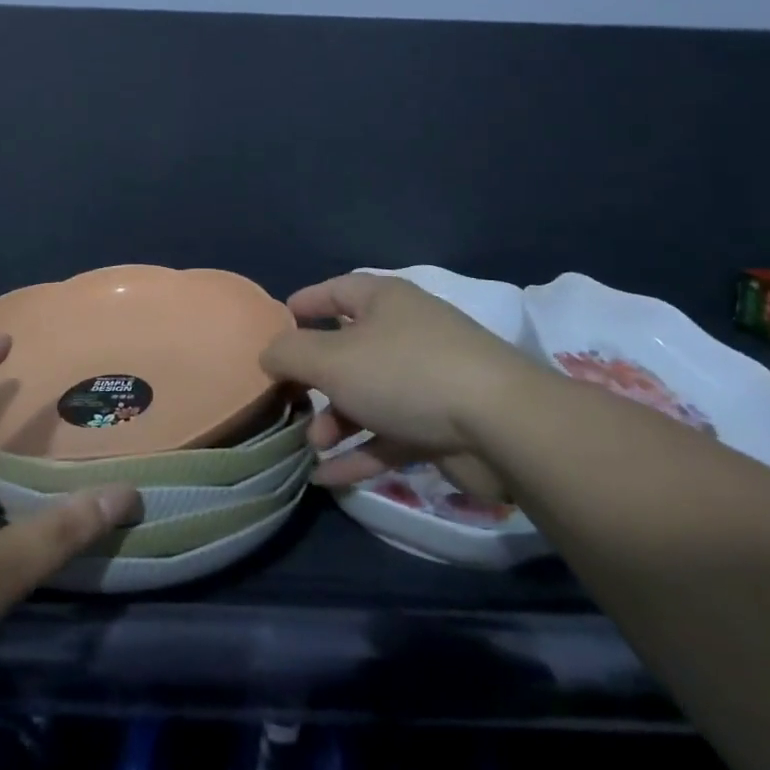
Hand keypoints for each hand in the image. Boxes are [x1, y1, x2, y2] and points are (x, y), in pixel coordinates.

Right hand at [260, 273, 539, 501]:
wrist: (501, 427)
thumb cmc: (404, 373)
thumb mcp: (331, 359)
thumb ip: (290, 354)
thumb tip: (267, 353)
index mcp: (384, 302)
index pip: (337, 291)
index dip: (306, 302)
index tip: (280, 321)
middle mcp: (406, 334)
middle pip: (349, 350)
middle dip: (315, 379)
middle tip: (289, 400)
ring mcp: (427, 381)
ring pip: (368, 397)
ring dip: (336, 421)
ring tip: (310, 447)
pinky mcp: (442, 425)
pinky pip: (390, 435)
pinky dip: (360, 452)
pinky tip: (327, 478)